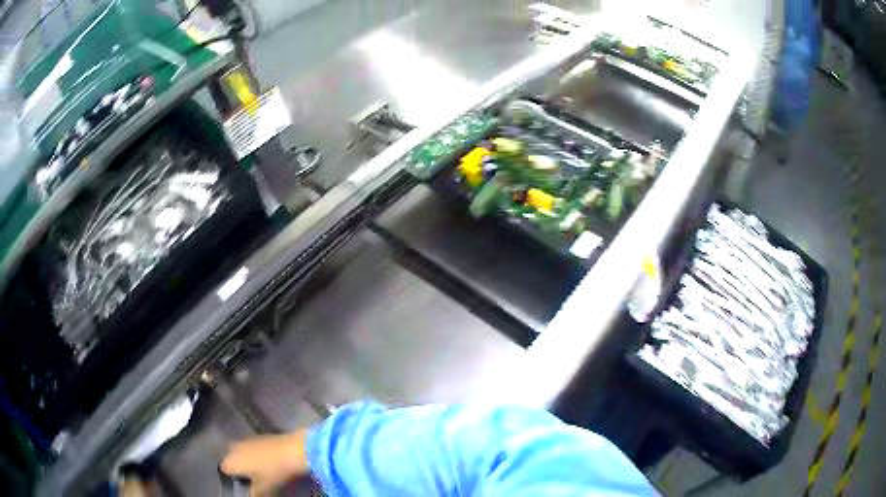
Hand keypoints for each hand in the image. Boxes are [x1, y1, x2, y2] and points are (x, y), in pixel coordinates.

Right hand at [221, 430, 310, 495]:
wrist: (294, 450)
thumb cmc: (274, 472)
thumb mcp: (263, 489)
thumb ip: (254, 494)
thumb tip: (253, 496)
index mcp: (231, 460)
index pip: (224, 470)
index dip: (232, 478)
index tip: (242, 484)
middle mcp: (234, 447)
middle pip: (233, 459)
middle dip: (240, 468)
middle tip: (251, 478)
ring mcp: (247, 439)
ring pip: (243, 452)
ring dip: (249, 460)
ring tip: (262, 471)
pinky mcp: (260, 436)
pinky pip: (254, 447)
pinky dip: (258, 454)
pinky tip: (269, 461)